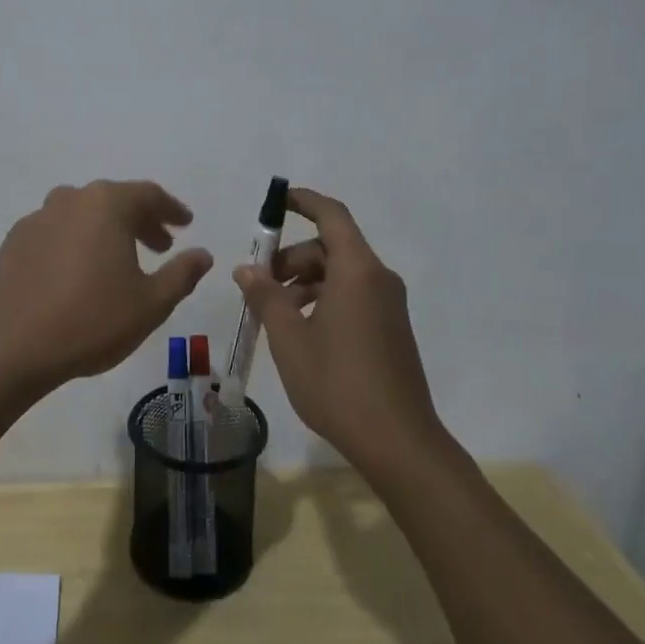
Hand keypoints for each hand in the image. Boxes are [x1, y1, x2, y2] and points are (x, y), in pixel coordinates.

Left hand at [0, 180, 213, 390]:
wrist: (13, 348)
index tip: (185, 224)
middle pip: (114, 201)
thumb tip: (203, 254)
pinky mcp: (14, 242)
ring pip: (82, 214)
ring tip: (120, 259)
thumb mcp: (151, 303)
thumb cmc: (92, 321)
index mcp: (106, 204)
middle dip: (141, 221)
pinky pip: (55, 231)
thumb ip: (181, 273)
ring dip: (106, 230)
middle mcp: (70, 200)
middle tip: (161, 246)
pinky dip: (75, 242)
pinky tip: (78, 272)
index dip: (171, 209)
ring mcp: (37, 218)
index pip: (148, 195)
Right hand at [233, 186, 449, 477]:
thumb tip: (247, 268)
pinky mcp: (391, 328)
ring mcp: (388, 305)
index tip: (276, 201)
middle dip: (292, 257)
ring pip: (340, 274)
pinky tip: (300, 331)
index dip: (303, 201)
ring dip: (304, 281)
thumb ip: (266, 296)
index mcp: (357, 271)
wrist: (398, 442)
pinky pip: (352, 295)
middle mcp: (378, 279)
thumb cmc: (338, 382)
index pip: (331, 215)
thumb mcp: (289, 337)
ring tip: (274, 312)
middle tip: (259, 283)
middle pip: (331, 247)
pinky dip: (323, 299)